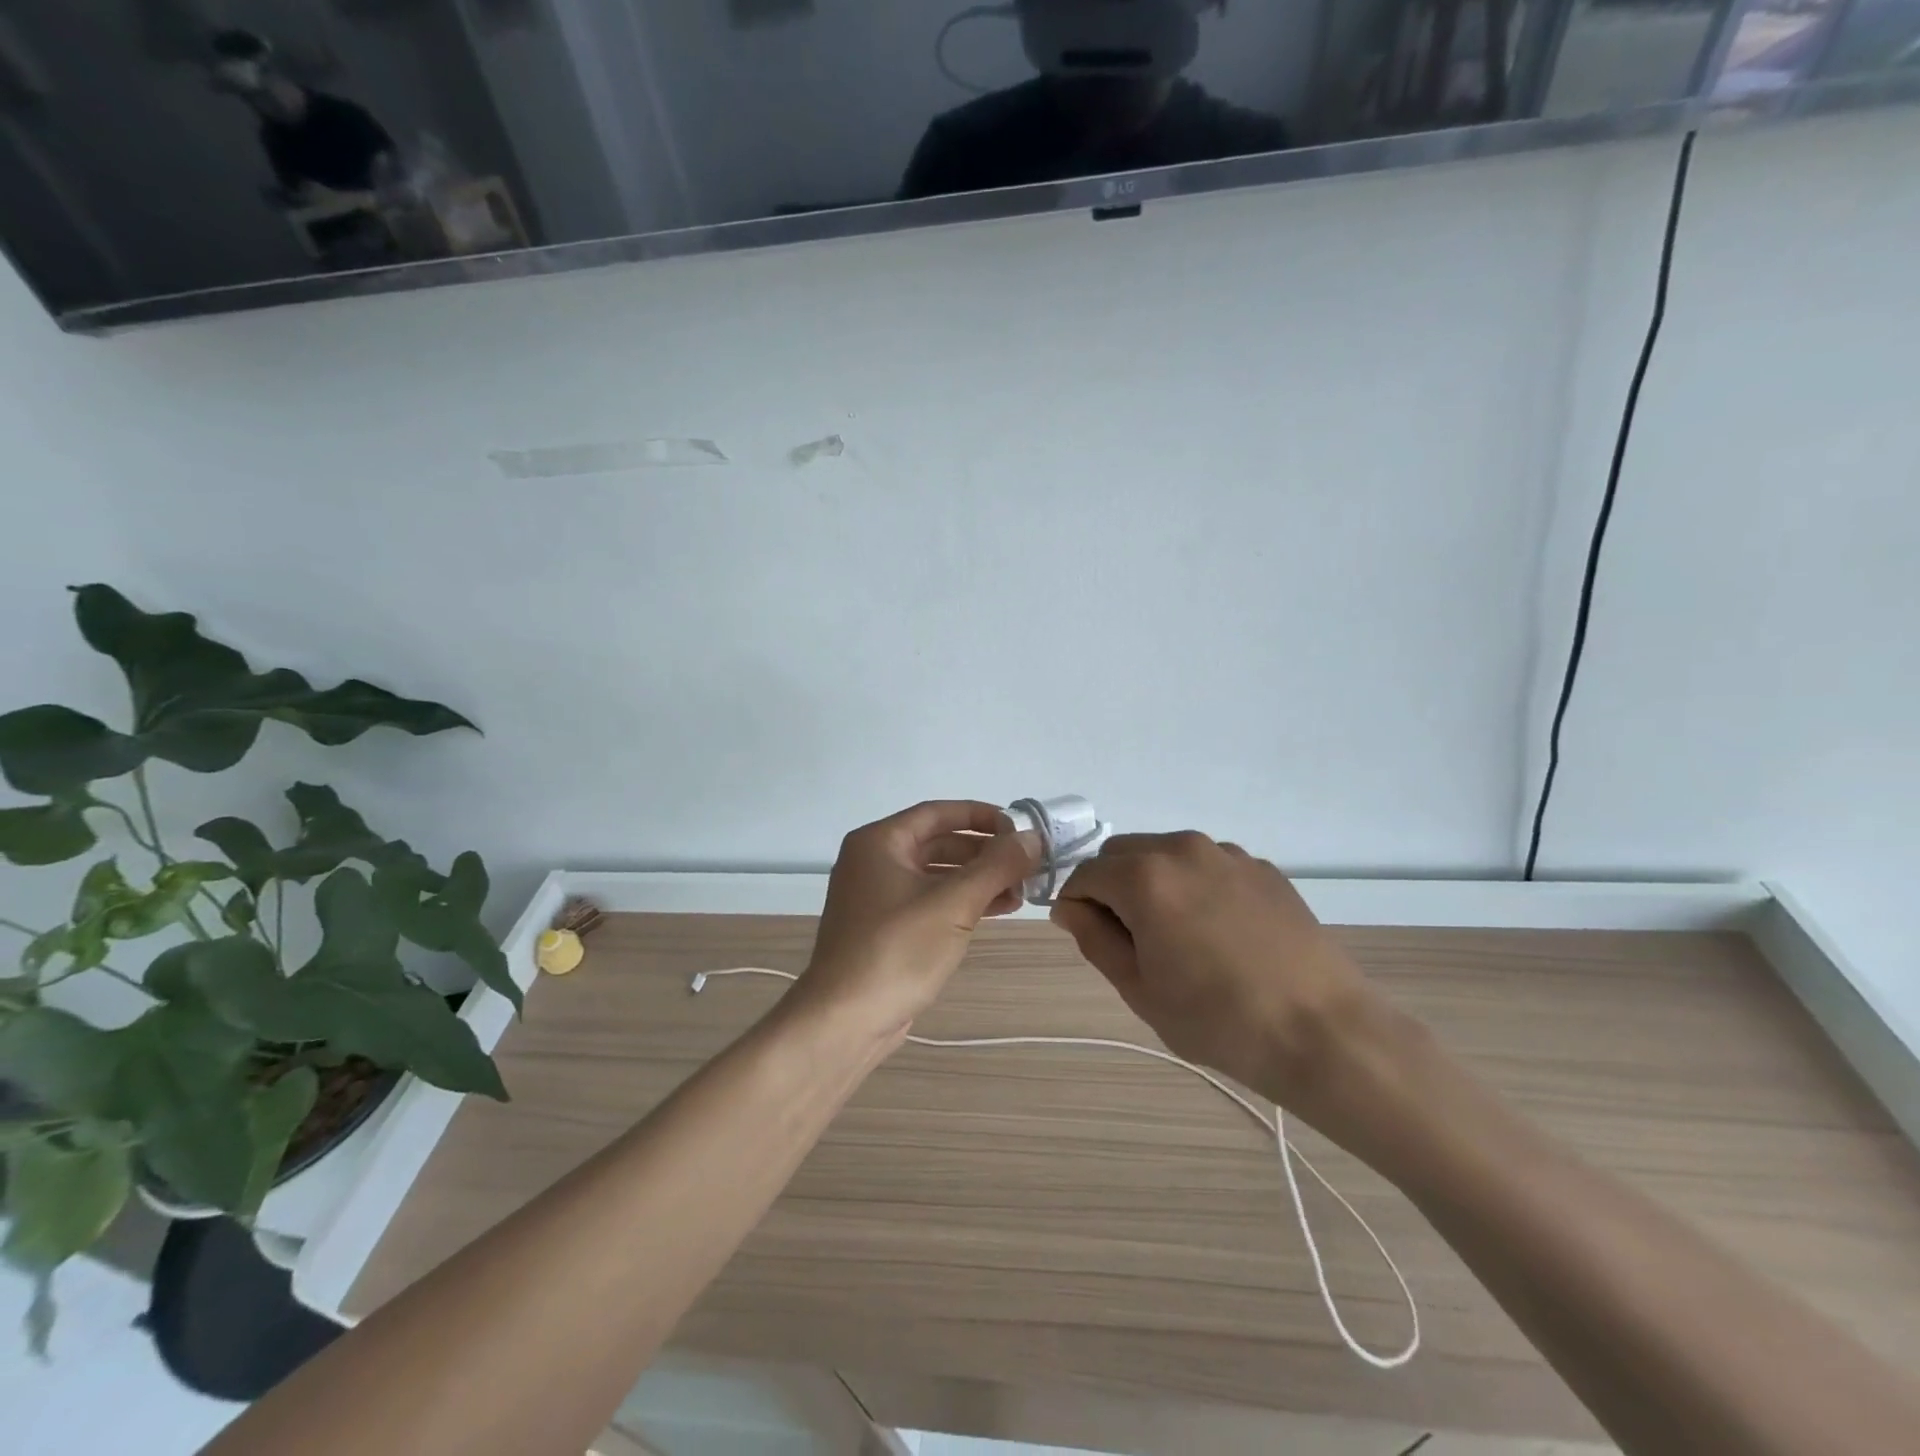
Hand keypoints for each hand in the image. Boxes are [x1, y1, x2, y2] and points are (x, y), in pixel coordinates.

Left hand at [795, 801, 1036, 1045]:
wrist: (844, 1021)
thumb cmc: (896, 950)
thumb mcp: (953, 903)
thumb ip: (996, 866)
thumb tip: (1033, 838)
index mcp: (880, 842)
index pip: (938, 812)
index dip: (982, 816)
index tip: (1020, 829)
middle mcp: (874, 861)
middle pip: (939, 843)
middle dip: (984, 853)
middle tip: (1026, 865)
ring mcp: (877, 897)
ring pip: (937, 875)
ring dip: (978, 880)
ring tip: (1020, 892)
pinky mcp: (885, 928)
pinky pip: (930, 901)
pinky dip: (962, 902)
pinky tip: (996, 911)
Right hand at [1051, 832, 1390, 1122]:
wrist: (1323, 1031)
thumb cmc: (1218, 1019)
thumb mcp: (1139, 989)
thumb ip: (1094, 938)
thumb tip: (1070, 907)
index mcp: (1144, 876)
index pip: (1085, 875)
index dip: (1076, 905)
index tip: (1088, 938)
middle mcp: (1182, 848)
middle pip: (1122, 853)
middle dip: (1111, 886)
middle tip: (1130, 939)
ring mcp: (1227, 854)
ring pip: (1165, 854)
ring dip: (1153, 882)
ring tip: (1178, 936)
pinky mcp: (1262, 867)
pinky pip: (1207, 865)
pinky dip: (1194, 885)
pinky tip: (1219, 932)